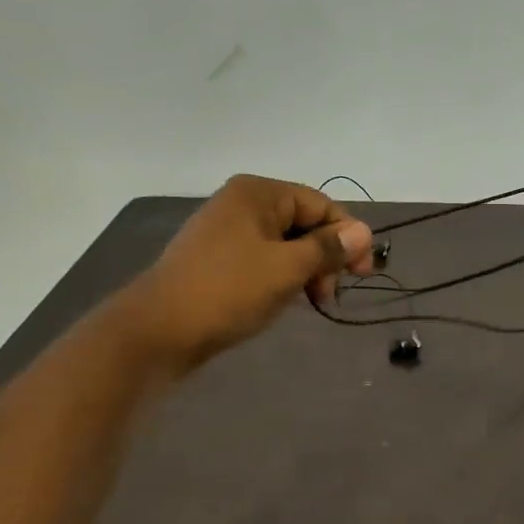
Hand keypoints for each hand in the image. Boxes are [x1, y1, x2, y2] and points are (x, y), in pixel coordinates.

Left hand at [124, 175, 373, 370]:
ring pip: (284, 244)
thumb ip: (328, 248)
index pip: (320, 204)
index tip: (362, 274)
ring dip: (305, 270)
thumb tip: (364, 232)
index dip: (348, 236)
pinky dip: (282, 277)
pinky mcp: (217, 259)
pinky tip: (284, 300)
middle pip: (303, 223)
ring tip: (309, 302)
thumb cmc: (228, 291)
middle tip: (328, 296)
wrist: (158, 330)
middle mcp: (241, 203)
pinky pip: (263, 259)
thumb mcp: (287, 268)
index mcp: (258, 193)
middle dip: (324, 257)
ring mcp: (225, 231)